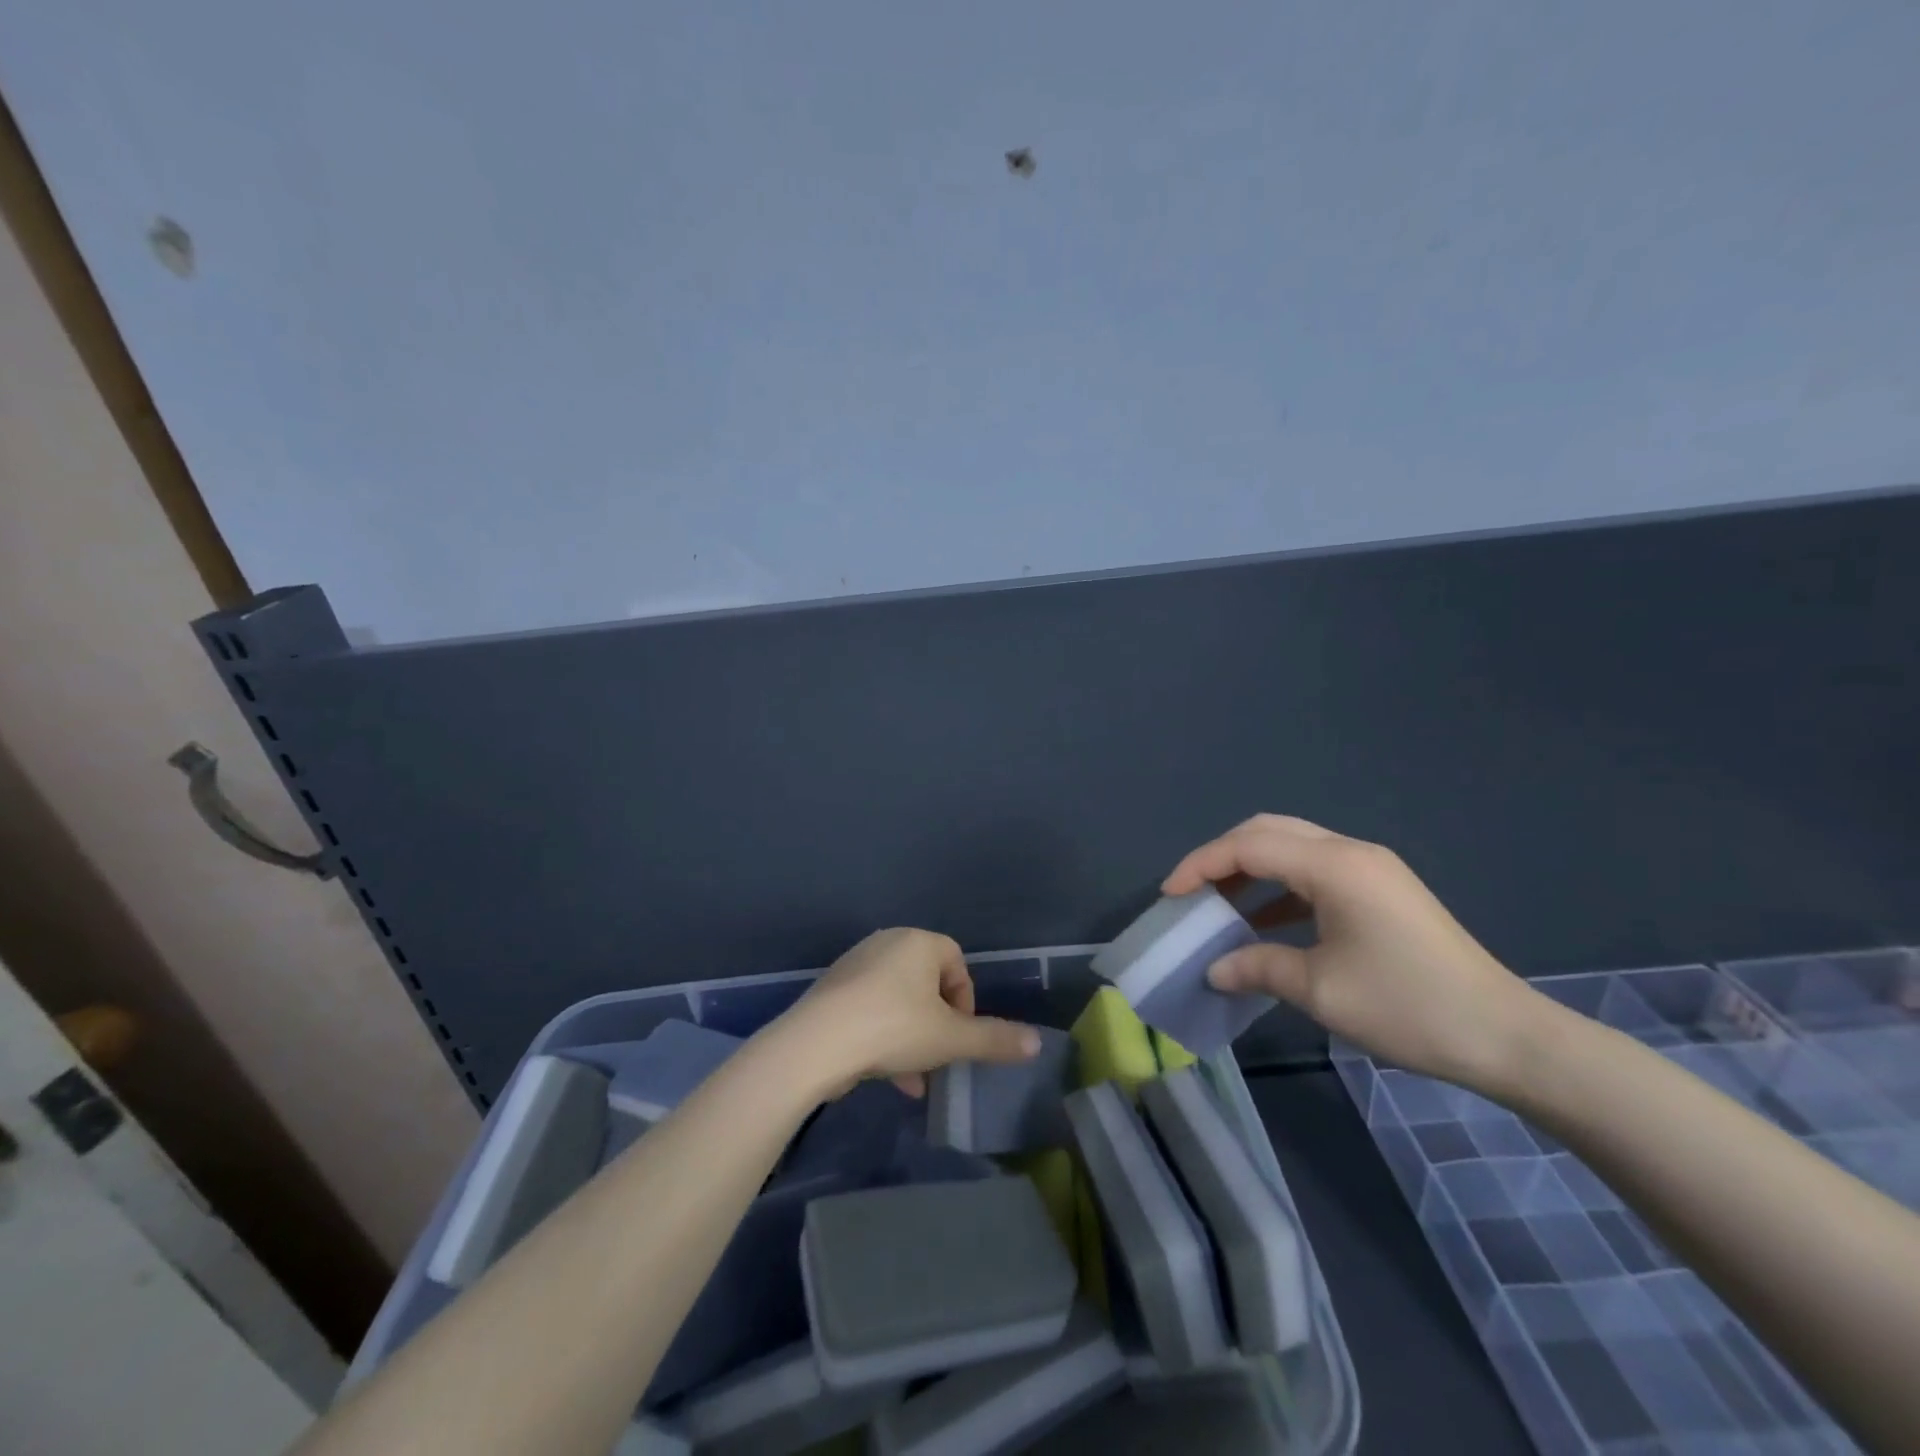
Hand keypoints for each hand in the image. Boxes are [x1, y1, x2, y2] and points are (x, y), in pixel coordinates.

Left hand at [777, 928, 1040, 1097]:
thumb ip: (994, 1040)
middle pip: (927, 984)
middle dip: (938, 1024)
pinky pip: (870, 1008)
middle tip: (939, 1057)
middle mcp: (886, 943)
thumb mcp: (951, 1039)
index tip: (961, 1036)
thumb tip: (1037, 1042)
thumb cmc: (893, 1028)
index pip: (957, 963)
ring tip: (914, 1080)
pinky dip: (883, 1035)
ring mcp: (855, 965)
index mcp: (918, 942)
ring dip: (912, 1037)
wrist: (816, 1044)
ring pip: (898, 1001)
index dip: (966, 1002)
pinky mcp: (832, 990)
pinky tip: (884, 1074)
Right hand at [1164, 815, 1539, 1092]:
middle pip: (1268, 831)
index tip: (1170, 895)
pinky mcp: (1382, 890)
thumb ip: (1257, 967)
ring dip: (1251, 869)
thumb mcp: (1320, 990)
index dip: (1201, 865)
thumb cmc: (1408, 1007)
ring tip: (1219, 905)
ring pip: (1292, 847)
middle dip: (1221, 856)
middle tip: (1191, 891)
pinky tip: (1265, 921)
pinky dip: (1280, 887)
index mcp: (1333, 866)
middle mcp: (1350, 852)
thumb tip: (1214, 968)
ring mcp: (1371, 869)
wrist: (1508, 1036)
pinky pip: (1315, 872)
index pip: (1248, 846)